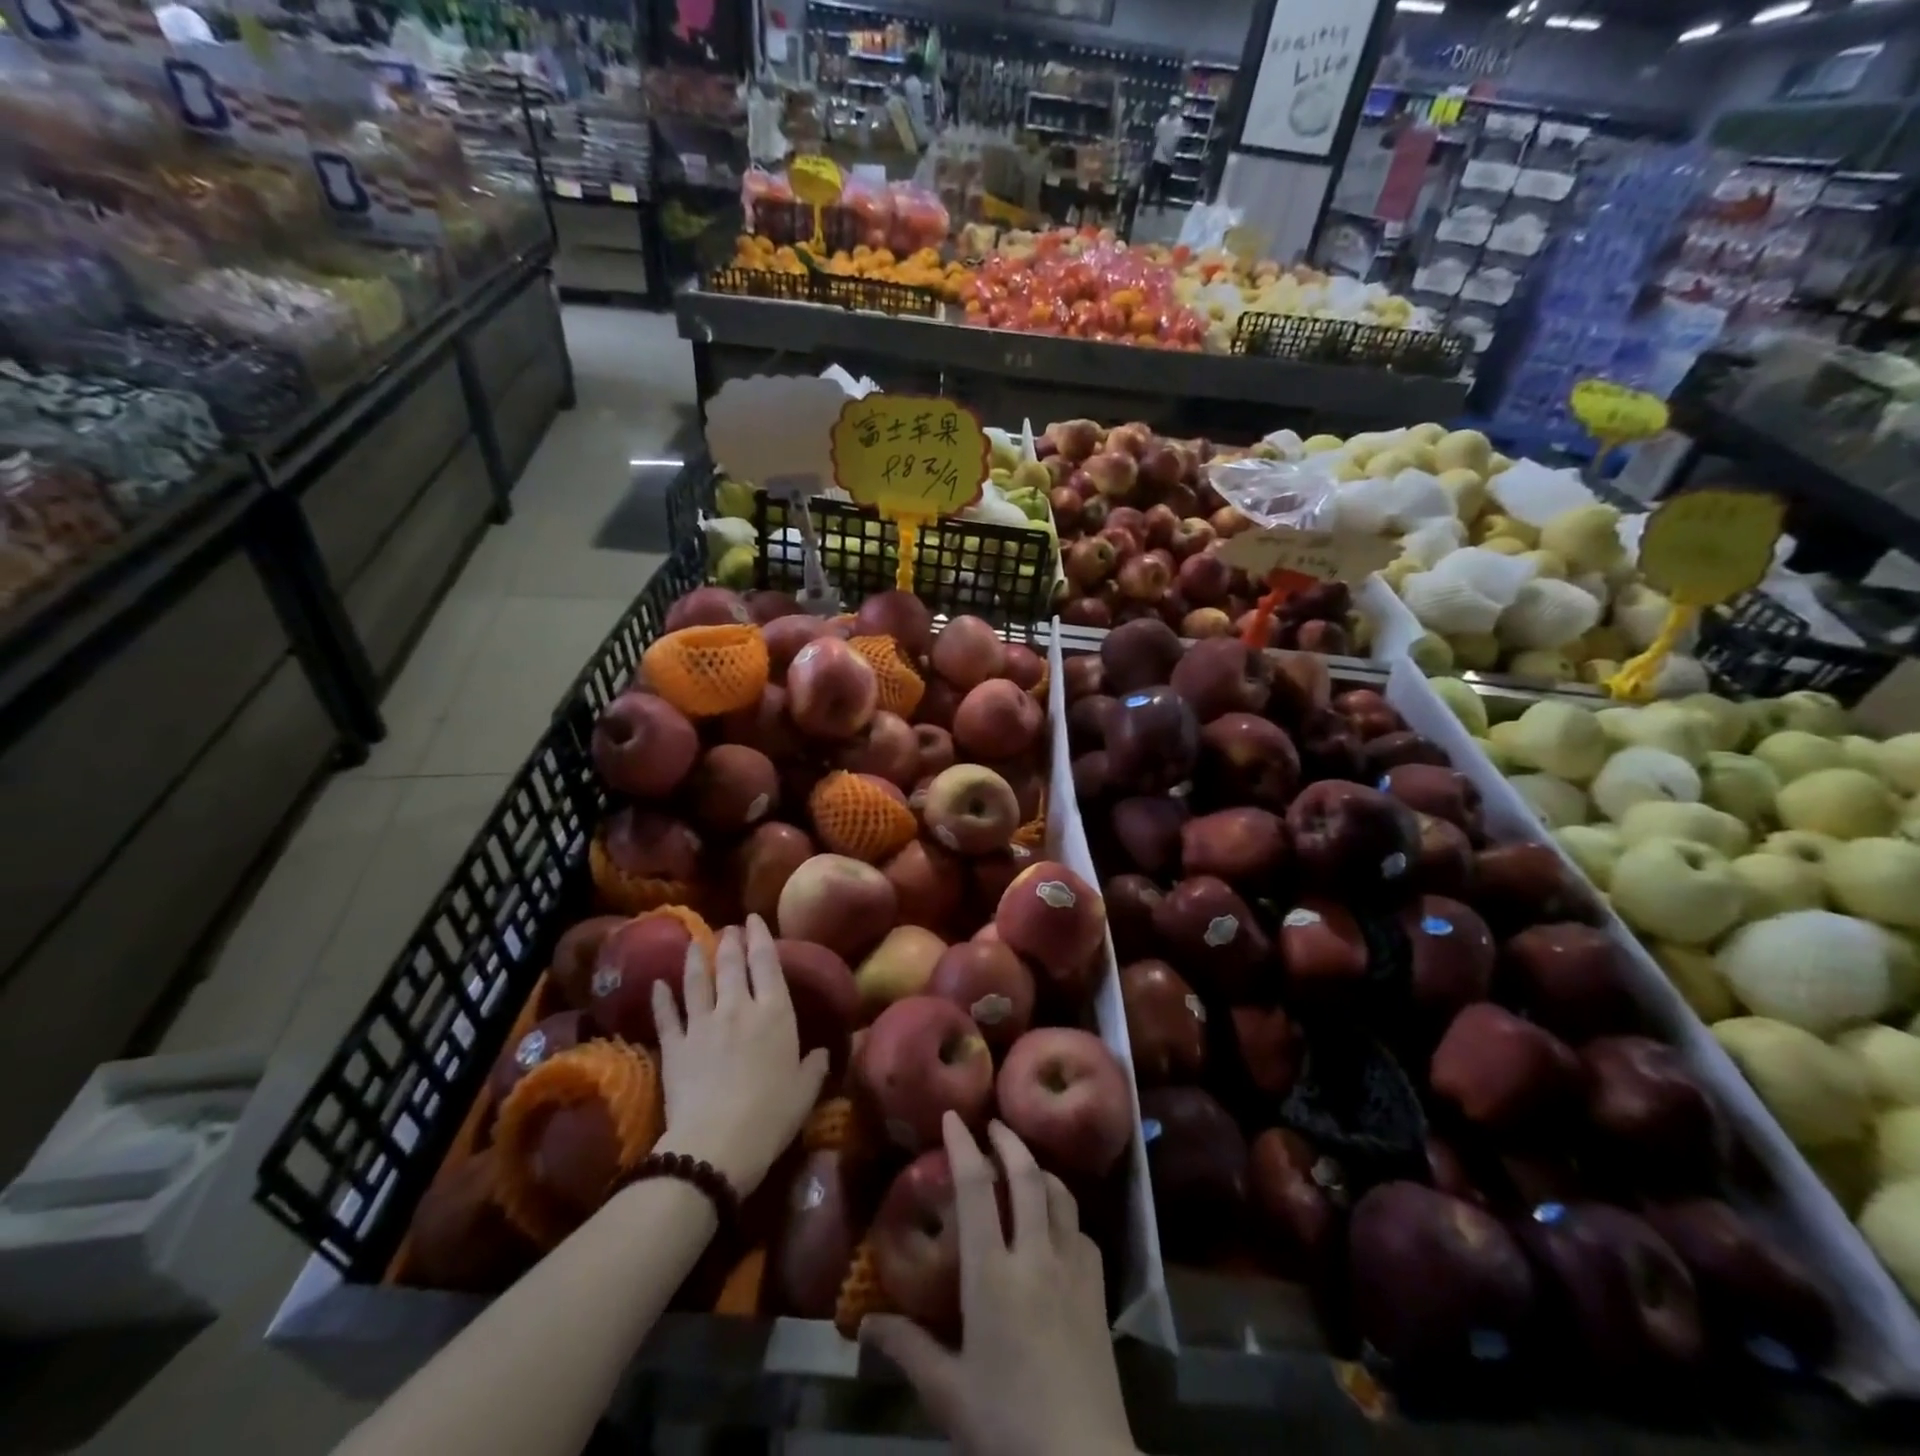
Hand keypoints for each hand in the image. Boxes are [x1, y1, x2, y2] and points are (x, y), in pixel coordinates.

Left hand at [651, 915, 829, 1195]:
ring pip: (697, 981)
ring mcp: (702, 1024)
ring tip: (694, 942)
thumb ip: (814, 1066)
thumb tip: (823, 1052)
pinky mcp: (675, 1046)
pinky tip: (657, 984)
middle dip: (730, 941)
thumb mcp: (805, 1091)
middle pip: (731, 965)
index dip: (760, 937)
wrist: (716, 1145)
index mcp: (774, 1013)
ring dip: (695, 959)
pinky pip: (667, 1015)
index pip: (767, 963)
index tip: (753, 919)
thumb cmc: (771, 1116)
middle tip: (729, 928)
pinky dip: (661, 998)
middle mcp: (738, 1008)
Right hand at [862, 1115, 1137, 1455]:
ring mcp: (1073, 1267)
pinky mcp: (1098, 1288)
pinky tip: (1055, 1223)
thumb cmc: (1007, 1425)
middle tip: (992, 1123)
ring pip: (1059, 1194)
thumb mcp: (948, 1392)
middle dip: (1008, 1140)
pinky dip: (1064, 1210)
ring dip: (1039, 1168)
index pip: (976, 1189)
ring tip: (1023, 1161)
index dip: (963, 1146)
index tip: (953, 1117)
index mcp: (993, 1274)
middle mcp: (1035, 1255)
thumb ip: (907, 1348)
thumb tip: (865, 1322)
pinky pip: (1080, 1229)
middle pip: (1026, 1175)